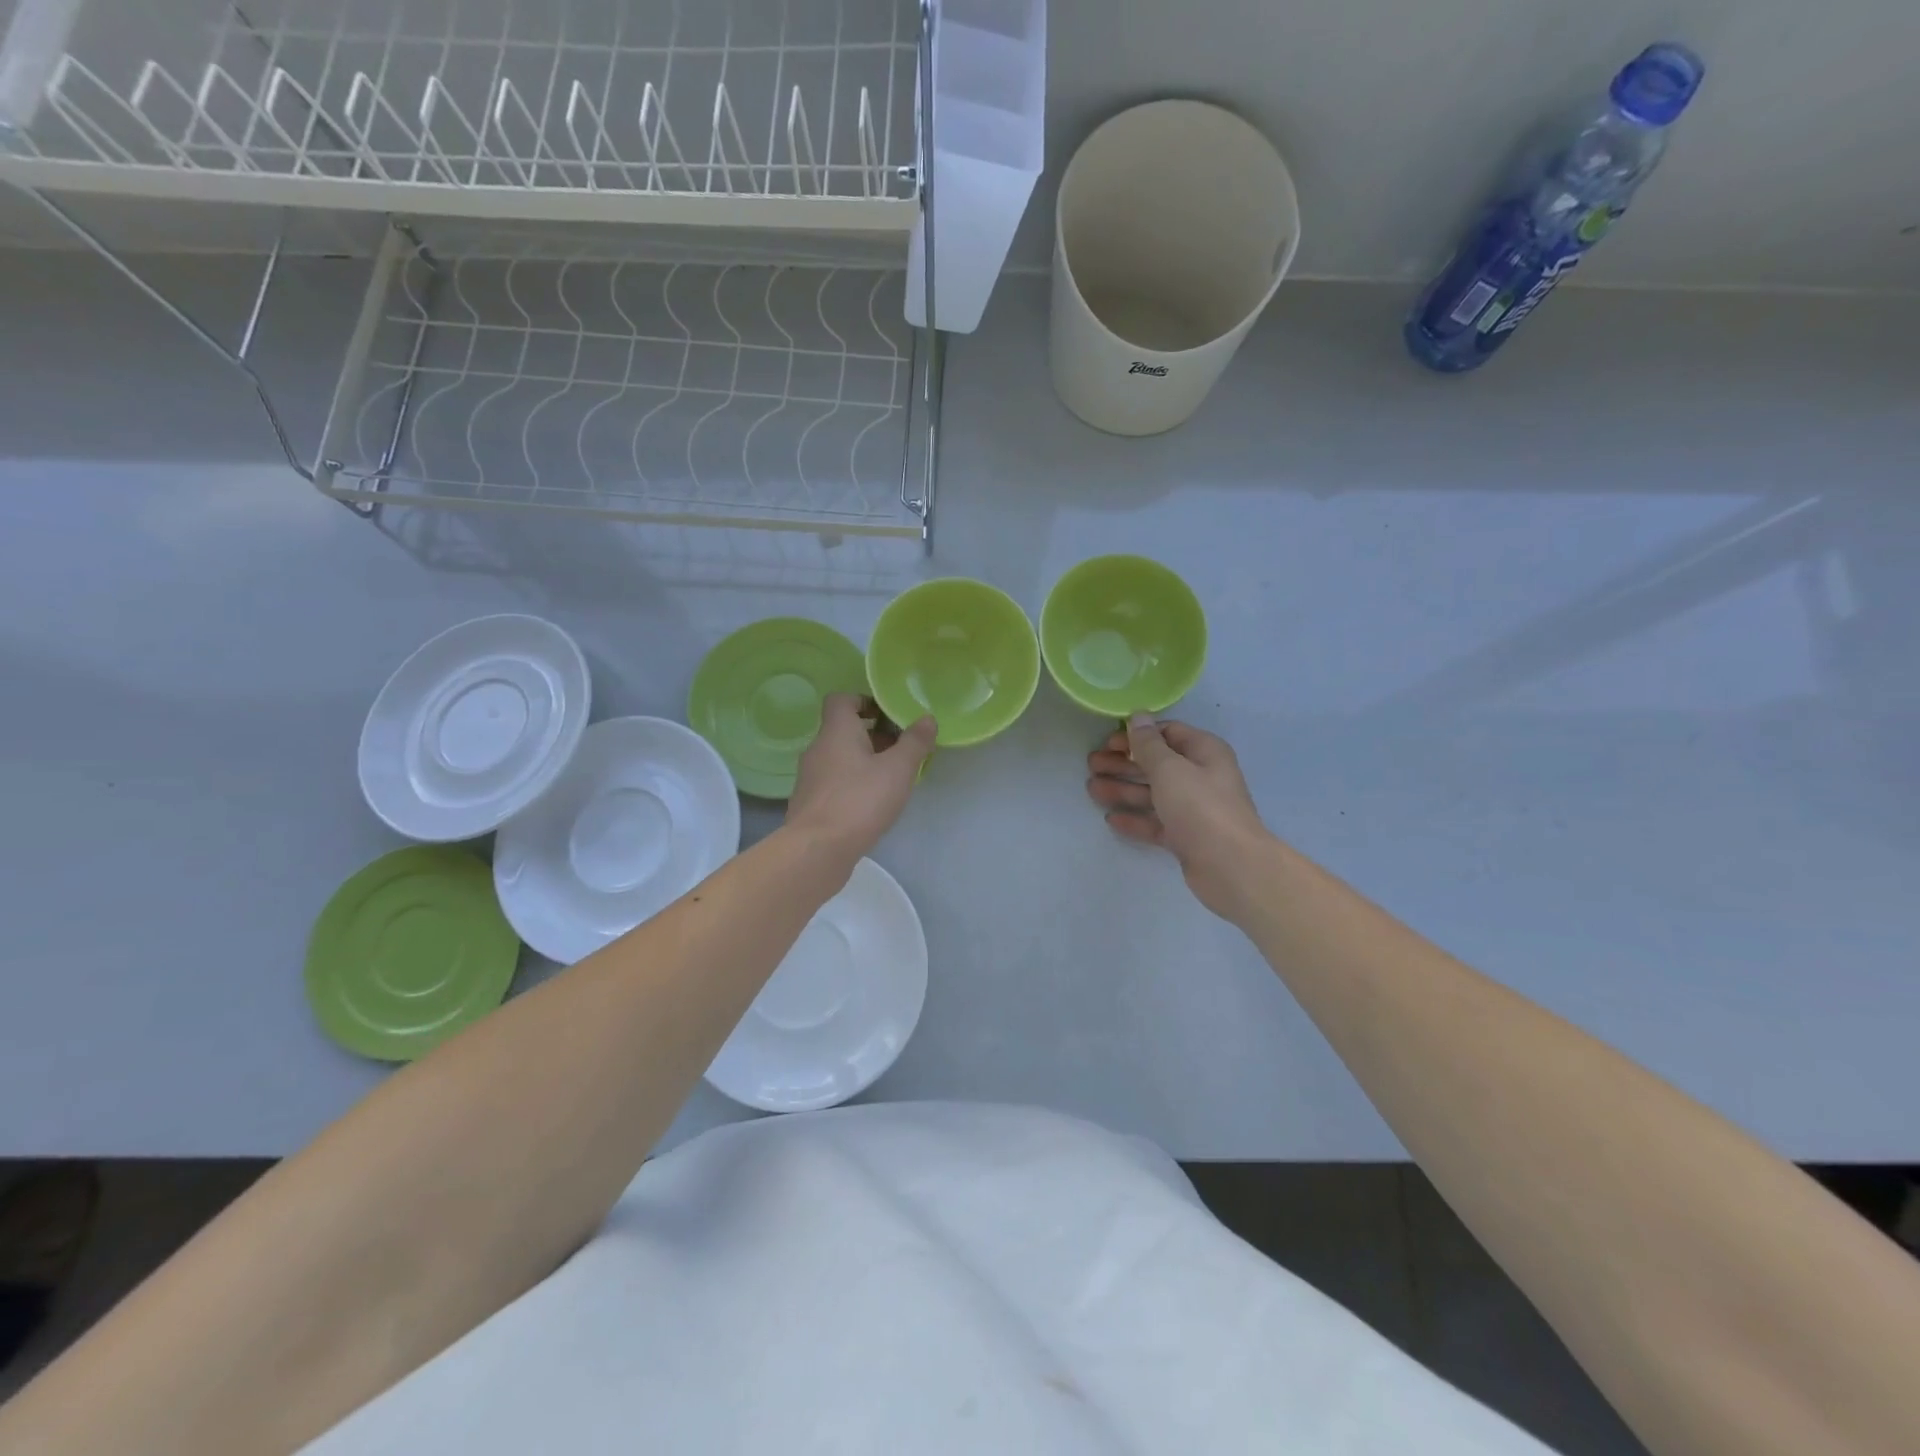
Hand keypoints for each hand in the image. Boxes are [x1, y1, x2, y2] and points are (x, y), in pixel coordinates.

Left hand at [786, 694, 935, 868]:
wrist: (818, 849)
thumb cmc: (860, 800)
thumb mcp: (897, 769)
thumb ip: (914, 742)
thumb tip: (927, 718)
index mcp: (836, 731)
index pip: (841, 699)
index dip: (864, 701)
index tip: (889, 716)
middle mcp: (818, 748)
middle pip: (843, 730)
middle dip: (873, 735)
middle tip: (901, 749)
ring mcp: (810, 777)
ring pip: (839, 757)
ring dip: (864, 761)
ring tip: (891, 778)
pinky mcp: (810, 802)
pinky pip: (834, 782)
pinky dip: (852, 784)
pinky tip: (871, 803)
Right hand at [1087, 715, 1273, 920]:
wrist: (1231, 866)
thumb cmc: (1200, 807)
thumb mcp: (1169, 769)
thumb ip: (1148, 744)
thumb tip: (1138, 717)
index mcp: (1204, 752)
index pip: (1167, 733)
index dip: (1136, 735)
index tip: (1107, 742)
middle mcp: (1201, 776)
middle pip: (1157, 764)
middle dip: (1123, 763)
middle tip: (1091, 764)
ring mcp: (1194, 808)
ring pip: (1153, 793)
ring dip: (1123, 789)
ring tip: (1092, 789)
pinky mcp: (1187, 836)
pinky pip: (1156, 821)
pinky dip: (1135, 818)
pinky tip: (1111, 819)